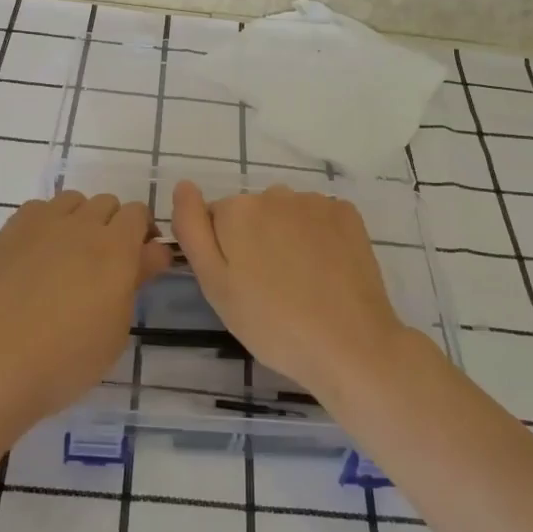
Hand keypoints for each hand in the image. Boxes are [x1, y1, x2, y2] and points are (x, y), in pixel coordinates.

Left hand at [0, 191, 171, 424]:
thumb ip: (135, 282)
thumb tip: (150, 253)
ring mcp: (41, 225)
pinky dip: (47, 223)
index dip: (144, 234)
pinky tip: (38, 256)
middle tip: (106, 264)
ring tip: (70, 256)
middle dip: (114, 226)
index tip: (142, 261)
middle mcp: (82, 225)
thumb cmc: (64, 360)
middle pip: (107, 203)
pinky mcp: (8, 232)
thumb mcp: (115, 331)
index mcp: (116, 249)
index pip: (139, 215)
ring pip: (72, 201)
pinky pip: (38, 209)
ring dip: (80, 219)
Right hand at [170, 181, 416, 398]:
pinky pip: (320, 218)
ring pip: (287, 215)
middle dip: (254, 240)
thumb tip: (183, 185)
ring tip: (300, 283)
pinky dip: (318, 237)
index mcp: (236, 210)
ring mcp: (316, 201)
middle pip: (252, 213)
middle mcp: (275, 193)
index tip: (238, 284)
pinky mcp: (348, 214)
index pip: (214, 220)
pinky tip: (326, 271)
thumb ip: (192, 229)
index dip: (223, 252)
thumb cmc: (271, 324)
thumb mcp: (215, 285)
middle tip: (268, 289)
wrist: (349, 345)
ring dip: (286, 237)